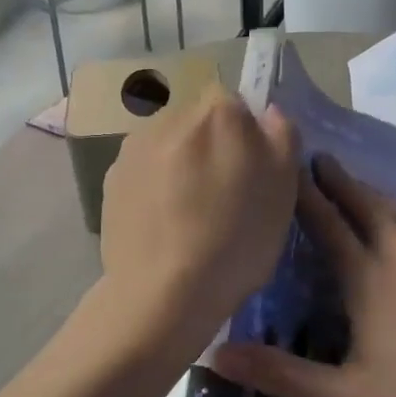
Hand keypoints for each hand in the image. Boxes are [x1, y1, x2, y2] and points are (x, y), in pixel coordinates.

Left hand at [97, 85, 299, 351]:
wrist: (164, 293)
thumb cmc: (236, 241)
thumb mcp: (284, 191)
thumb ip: (282, 138)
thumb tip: (268, 112)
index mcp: (218, 112)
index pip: (236, 103)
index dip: (245, 137)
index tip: (248, 173)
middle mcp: (171, 116)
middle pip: (199, 122)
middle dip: (210, 148)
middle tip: (220, 197)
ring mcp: (134, 147)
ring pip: (169, 146)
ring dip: (180, 166)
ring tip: (187, 215)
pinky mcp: (110, 179)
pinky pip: (143, 172)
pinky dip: (153, 187)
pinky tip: (162, 225)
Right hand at [209, 155, 395, 396]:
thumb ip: (280, 374)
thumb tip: (215, 355)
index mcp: (370, 277)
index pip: (328, 224)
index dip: (304, 195)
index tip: (287, 167)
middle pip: (367, 204)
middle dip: (340, 180)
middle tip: (319, 158)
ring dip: (375, 194)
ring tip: (358, 185)